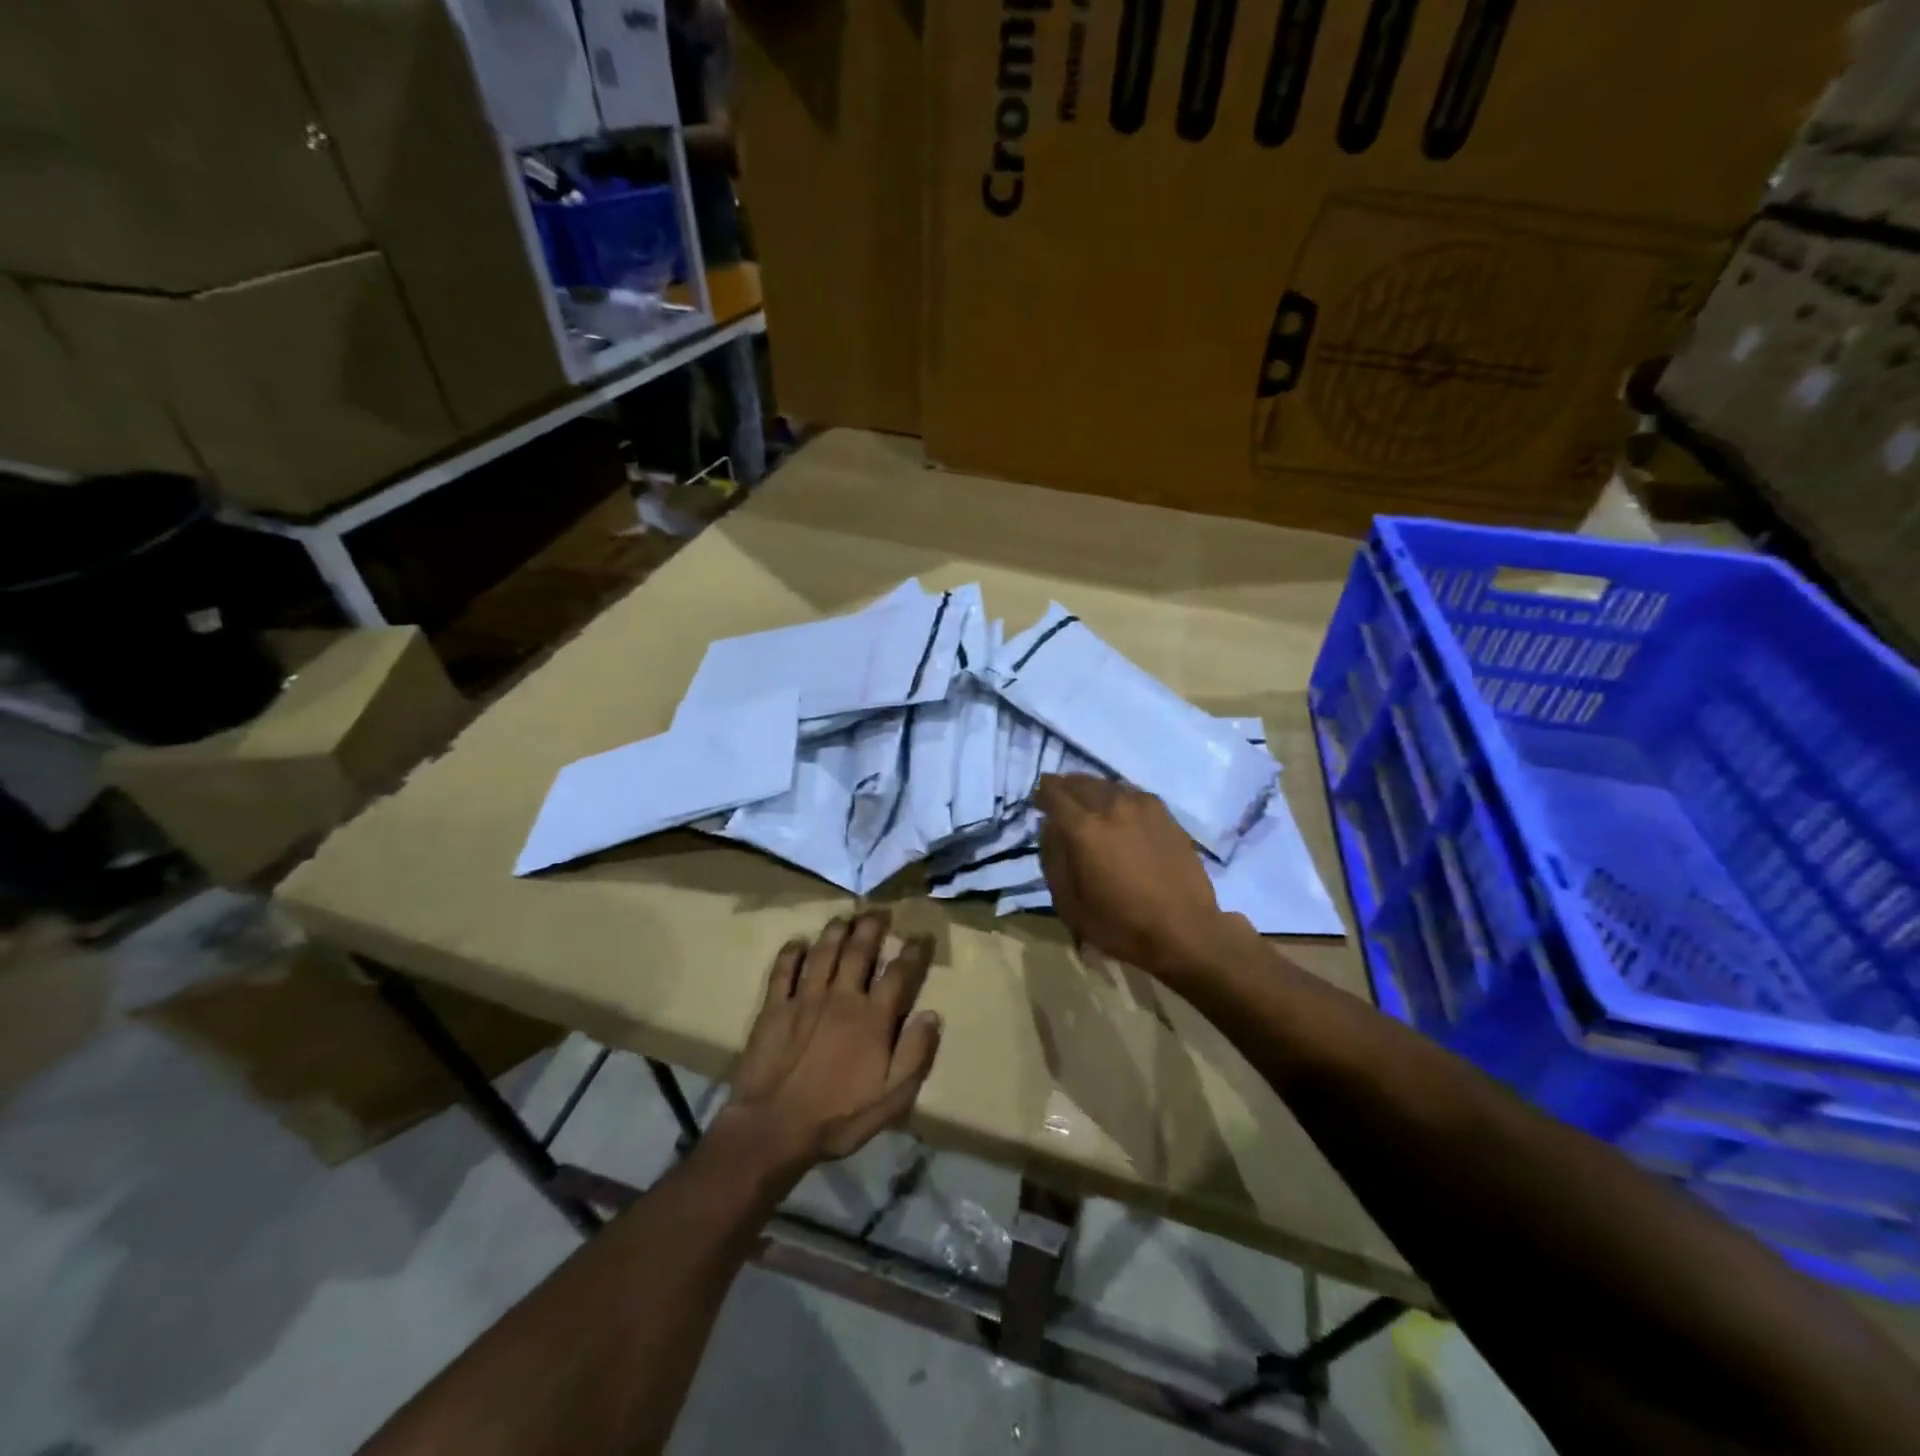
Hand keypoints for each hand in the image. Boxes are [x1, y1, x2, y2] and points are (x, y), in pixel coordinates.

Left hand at [720, 911, 942, 1180]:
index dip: (912, 952)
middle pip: (859, 951)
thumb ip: (915, 1055)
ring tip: (845, 917)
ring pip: (824, 953)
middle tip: (879, 911)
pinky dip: (792, 953)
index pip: (898, 974)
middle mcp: (841, 998)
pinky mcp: (774, 1008)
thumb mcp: (891, 1098)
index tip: (920, 936)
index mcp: (872, 1018)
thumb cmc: (838, 1117)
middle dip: (872, 927)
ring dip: (836, 931)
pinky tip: (798, 942)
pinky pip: (783, 970)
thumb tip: (932, 1015)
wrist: (773, 1129)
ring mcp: (805, 999)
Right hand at [1036, 774, 1238, 976]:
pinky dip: (1117, 798)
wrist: (1184, 930)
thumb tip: (1049, 828)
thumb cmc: (1119, 923)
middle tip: (1061, 804)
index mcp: (1083, 827)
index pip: (1053, 791)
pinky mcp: (1165, 813)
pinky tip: (1119, 814)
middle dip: (1065, 789)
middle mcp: (1111, 805)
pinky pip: (1131, 794)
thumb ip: (1052, 858)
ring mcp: (1142, 805)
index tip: (1039, 804)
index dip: (1041, 794)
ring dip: (1092, 791)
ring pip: (1107, 784)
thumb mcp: (1068, 902)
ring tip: (1089, 808)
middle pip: (1079, 781)